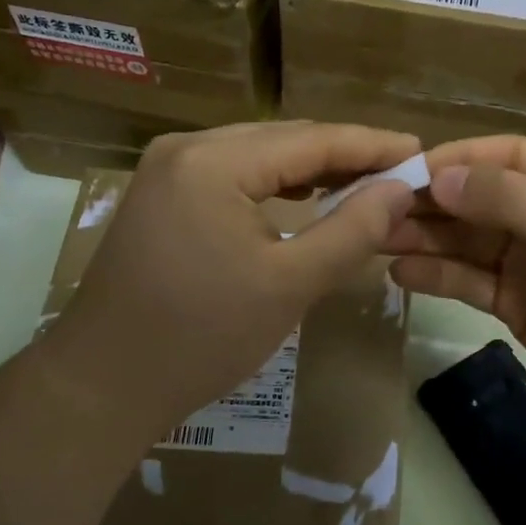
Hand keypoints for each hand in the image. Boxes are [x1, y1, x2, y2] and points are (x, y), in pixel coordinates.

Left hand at [41, 122, 421, 441]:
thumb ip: (351, 230)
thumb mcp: (289, 284)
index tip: (422, 152)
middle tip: (401, 173)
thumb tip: (399, 189)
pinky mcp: (160, 196)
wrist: (103, 385)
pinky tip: (304, 199)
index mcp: (213, 161)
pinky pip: (232, 176)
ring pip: (257, 156)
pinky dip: (274, 185)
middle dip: (344, 156)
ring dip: (310, 170)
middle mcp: (186, 149)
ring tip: (364, 184)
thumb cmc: (201, 337)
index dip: (372, 145)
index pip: (311, 139)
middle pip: (283, 139)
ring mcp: (166, 171)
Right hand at [384, 135, 525, 439]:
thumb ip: (515, 202)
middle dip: (429, 200)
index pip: (506, 156)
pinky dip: (435, 275)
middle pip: (477, 198)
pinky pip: (466, 281)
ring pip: (465, 240)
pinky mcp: (514, 304)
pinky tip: (399, 272)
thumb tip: (441, 177)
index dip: (457, 159)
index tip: (404, 169)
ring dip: (423, 236)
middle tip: (373, 207)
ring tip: (374, 237)